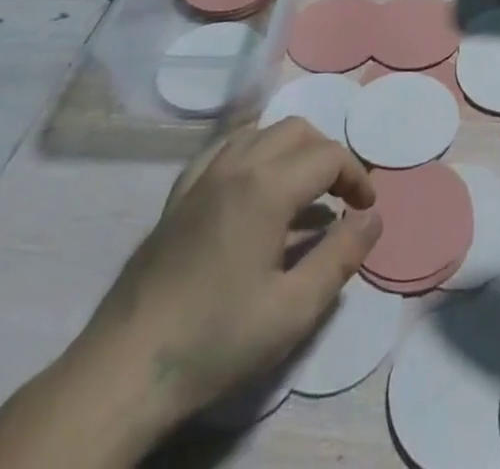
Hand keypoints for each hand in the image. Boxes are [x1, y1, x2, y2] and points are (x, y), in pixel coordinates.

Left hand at [90, 119, 381, 426]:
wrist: (126, 369)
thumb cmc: (216, 339)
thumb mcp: (293, 309)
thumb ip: (341, 256)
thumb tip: (373, 217)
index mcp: (267, 186)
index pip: (328, 155)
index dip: (356, 175)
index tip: (366, 208)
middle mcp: (237, 164)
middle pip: (297, 130)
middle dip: (327, 155)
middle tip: (339, 197)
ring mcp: (202, 175)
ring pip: (260, 131)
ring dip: (291, 149)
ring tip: (302, 189)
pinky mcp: (178, 194)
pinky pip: (223, 148)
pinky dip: (251, 151)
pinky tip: (252, 183)